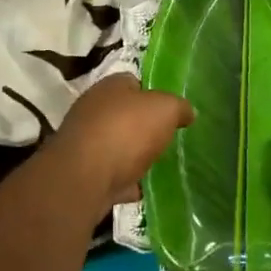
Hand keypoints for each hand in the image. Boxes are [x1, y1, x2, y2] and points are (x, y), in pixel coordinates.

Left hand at [47, 74, 193, 208]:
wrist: (84, 178)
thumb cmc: (126, 131)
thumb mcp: (165, 109)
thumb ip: (179, 107)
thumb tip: (187, 111)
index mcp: (110, 86)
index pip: (134, 81)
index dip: (154, 93)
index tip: (171, 110)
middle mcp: (93, 109)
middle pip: (124, 114)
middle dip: (143, 125)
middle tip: (167, 137)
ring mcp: (85, 142)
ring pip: (116, 145)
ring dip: (133, 154)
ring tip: (158, 164)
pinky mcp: (83, 172)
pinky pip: (110, 174)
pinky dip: (125, 181)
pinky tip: (143, 188)